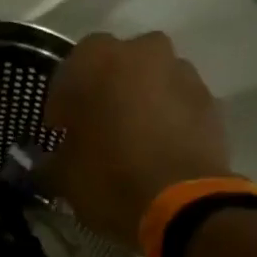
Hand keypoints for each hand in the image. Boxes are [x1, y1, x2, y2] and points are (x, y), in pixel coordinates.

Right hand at [43, 32, 230, 247]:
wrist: (183, 204)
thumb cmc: (111, 182)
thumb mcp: (65, 179)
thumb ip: (51, 163)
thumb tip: (46, 165)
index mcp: (97, 61)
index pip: (68, 72)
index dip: (62, 105)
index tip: (60, 131)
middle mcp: (142, 51)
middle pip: (116, 68)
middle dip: (104, 95)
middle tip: (98, 133)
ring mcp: (182, 72)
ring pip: (150, 82)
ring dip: (140, 104)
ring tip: (133, 144)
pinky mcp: (209, 100)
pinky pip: (177, 104)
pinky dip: (167, 120)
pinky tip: (159, 152)